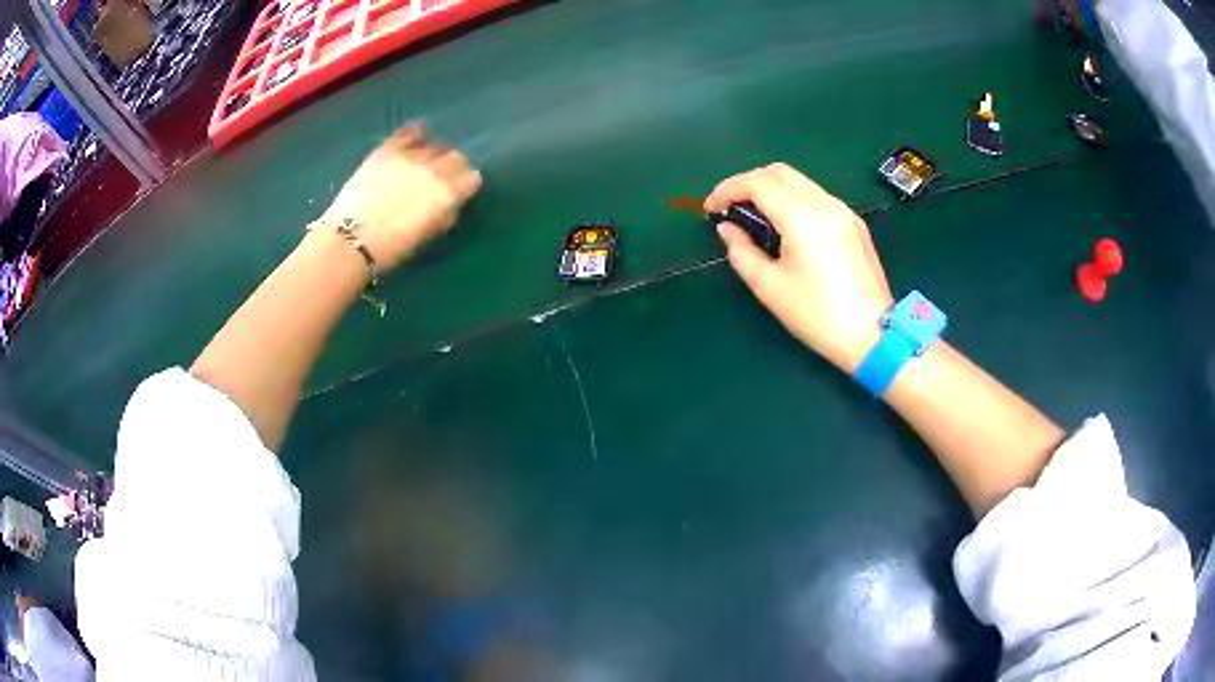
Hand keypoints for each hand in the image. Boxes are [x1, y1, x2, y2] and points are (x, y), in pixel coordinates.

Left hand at [322, 123, 481, 270]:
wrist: (349, 241)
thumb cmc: (391, 249)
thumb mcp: (427, 236)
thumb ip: (444, 214)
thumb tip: (450, 203)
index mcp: (448, 194)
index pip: (472, 178)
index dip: (465, 185)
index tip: (457, 193)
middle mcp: (435, 169)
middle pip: (456, 157)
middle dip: (452, 167)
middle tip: (439, 180)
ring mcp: (410, 156)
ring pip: (434, 145)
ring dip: (432, 155)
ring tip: (420, 166)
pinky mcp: (388, 149)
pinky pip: (409, 132)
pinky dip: (415, 134)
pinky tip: (414, 138)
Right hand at [706, 163, 893, 370]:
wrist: (872, 335)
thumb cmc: (817, 315)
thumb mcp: (769, 287)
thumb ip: (741, 251)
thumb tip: (727, 228)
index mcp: (802, 217)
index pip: (757, 183)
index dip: (727, 189)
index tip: (711, 209)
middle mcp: (824, 203)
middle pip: (778, 172)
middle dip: (748, 183)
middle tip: (731, 209)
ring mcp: (843, 211)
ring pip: (799, 181)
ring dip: (771, 189)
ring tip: (755, 218)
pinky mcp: (854, 223)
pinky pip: (816, 196)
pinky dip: (793, 199)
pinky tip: (786, 227)